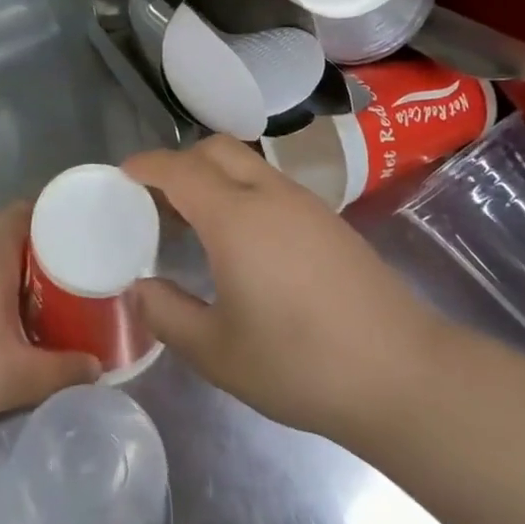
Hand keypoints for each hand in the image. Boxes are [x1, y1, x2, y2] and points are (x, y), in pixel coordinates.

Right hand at [126, 137, 447, 444]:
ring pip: (248, 164)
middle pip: (216, 149)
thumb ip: (168, 315)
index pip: (179, 169)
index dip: (146, 165)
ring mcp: (305, 204)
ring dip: (214, 176)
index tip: (123, 174)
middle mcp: (269, 194)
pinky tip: (244, 242)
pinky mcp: (329, 220)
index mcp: (235, 218)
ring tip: (196, 223)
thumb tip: (140, 288)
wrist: (402, 374)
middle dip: (180, 161)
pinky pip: (272, 185)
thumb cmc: (301, 364)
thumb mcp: (218, 353)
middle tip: (158, 200)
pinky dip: (243, 192)